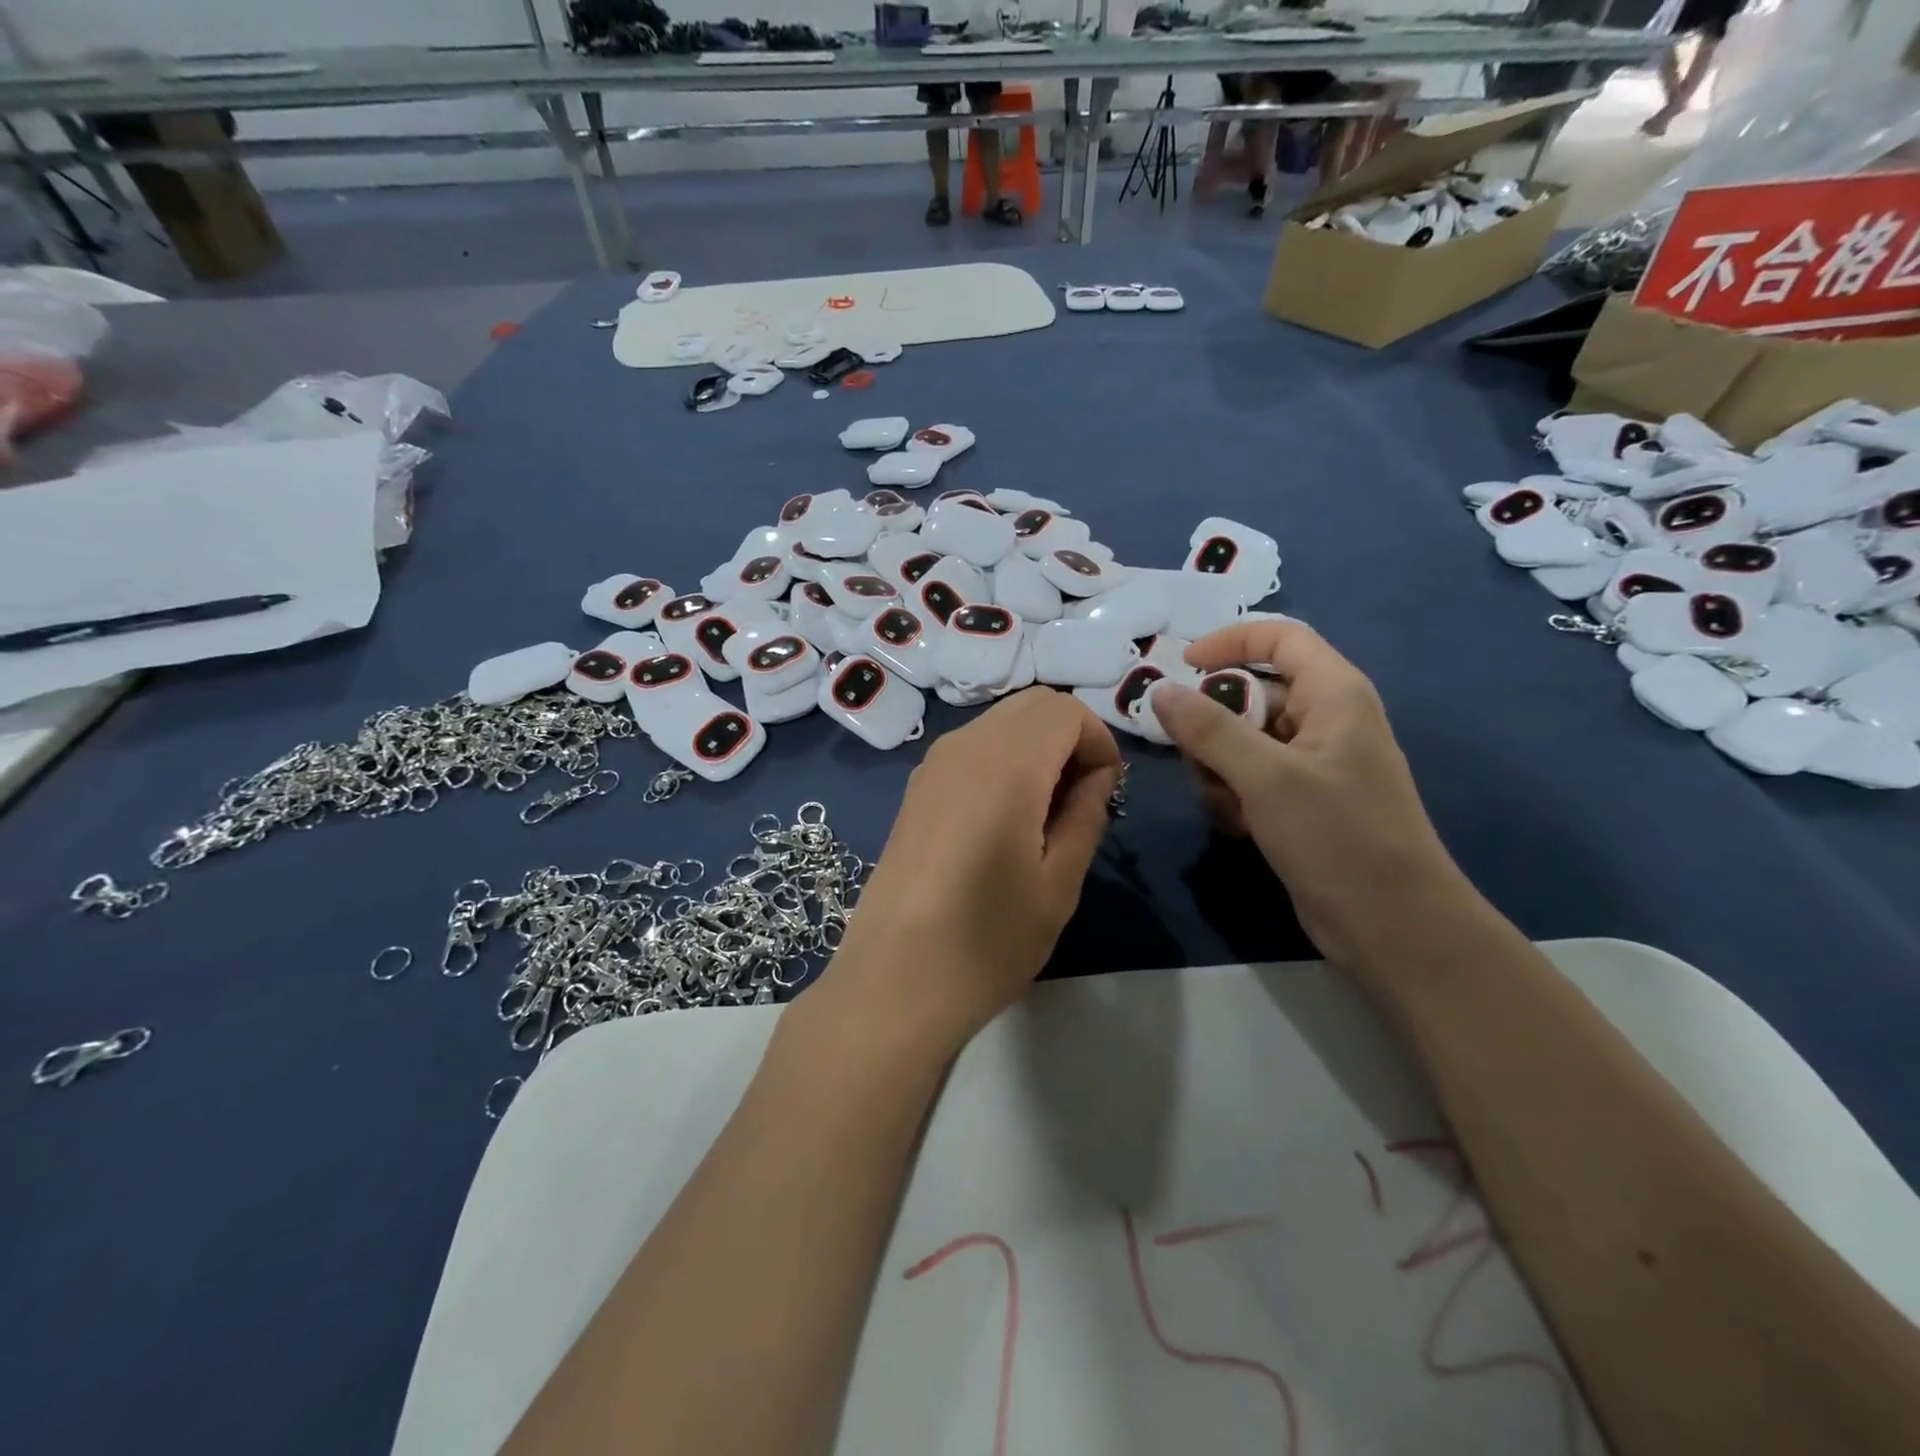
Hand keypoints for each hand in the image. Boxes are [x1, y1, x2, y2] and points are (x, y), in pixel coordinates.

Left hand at [819, 687, 1121, 1058]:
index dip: (1099, 741)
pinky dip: (1003, 758)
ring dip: (1036, 746)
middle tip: (1081, 797)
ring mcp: (932, 764)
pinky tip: (1005, 817)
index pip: (1066, 710)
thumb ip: (1086, 814)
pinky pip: (972, 746)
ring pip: (1000, 721)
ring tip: (1046, 811)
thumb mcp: (1058, 883)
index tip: (1107, 791)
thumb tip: (1098, 775)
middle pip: (1032, 704)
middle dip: (1070, 735)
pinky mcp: (915, 787)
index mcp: (1006, 765)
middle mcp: (964, 746)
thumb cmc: (987, 941)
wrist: (893, 981)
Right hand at [1150, 621, 1471, 971]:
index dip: (1229, 641)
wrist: (1391, 924)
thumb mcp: (1266, 776)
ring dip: (1218, 767)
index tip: (1182, 667)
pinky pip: (1249, 777)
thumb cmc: (1338, 836)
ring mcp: (1311, 763)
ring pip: (1241, 740)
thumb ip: (1209, 729)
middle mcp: (1324, 719)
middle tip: (1193, 757)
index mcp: (1333, 694)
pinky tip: (1238, 826)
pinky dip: (1233, 795)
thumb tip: (1160, 691)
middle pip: (1250, 694)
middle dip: (1213, 724)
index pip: (1279, 637)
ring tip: (1226, 804)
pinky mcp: (1300, 801)